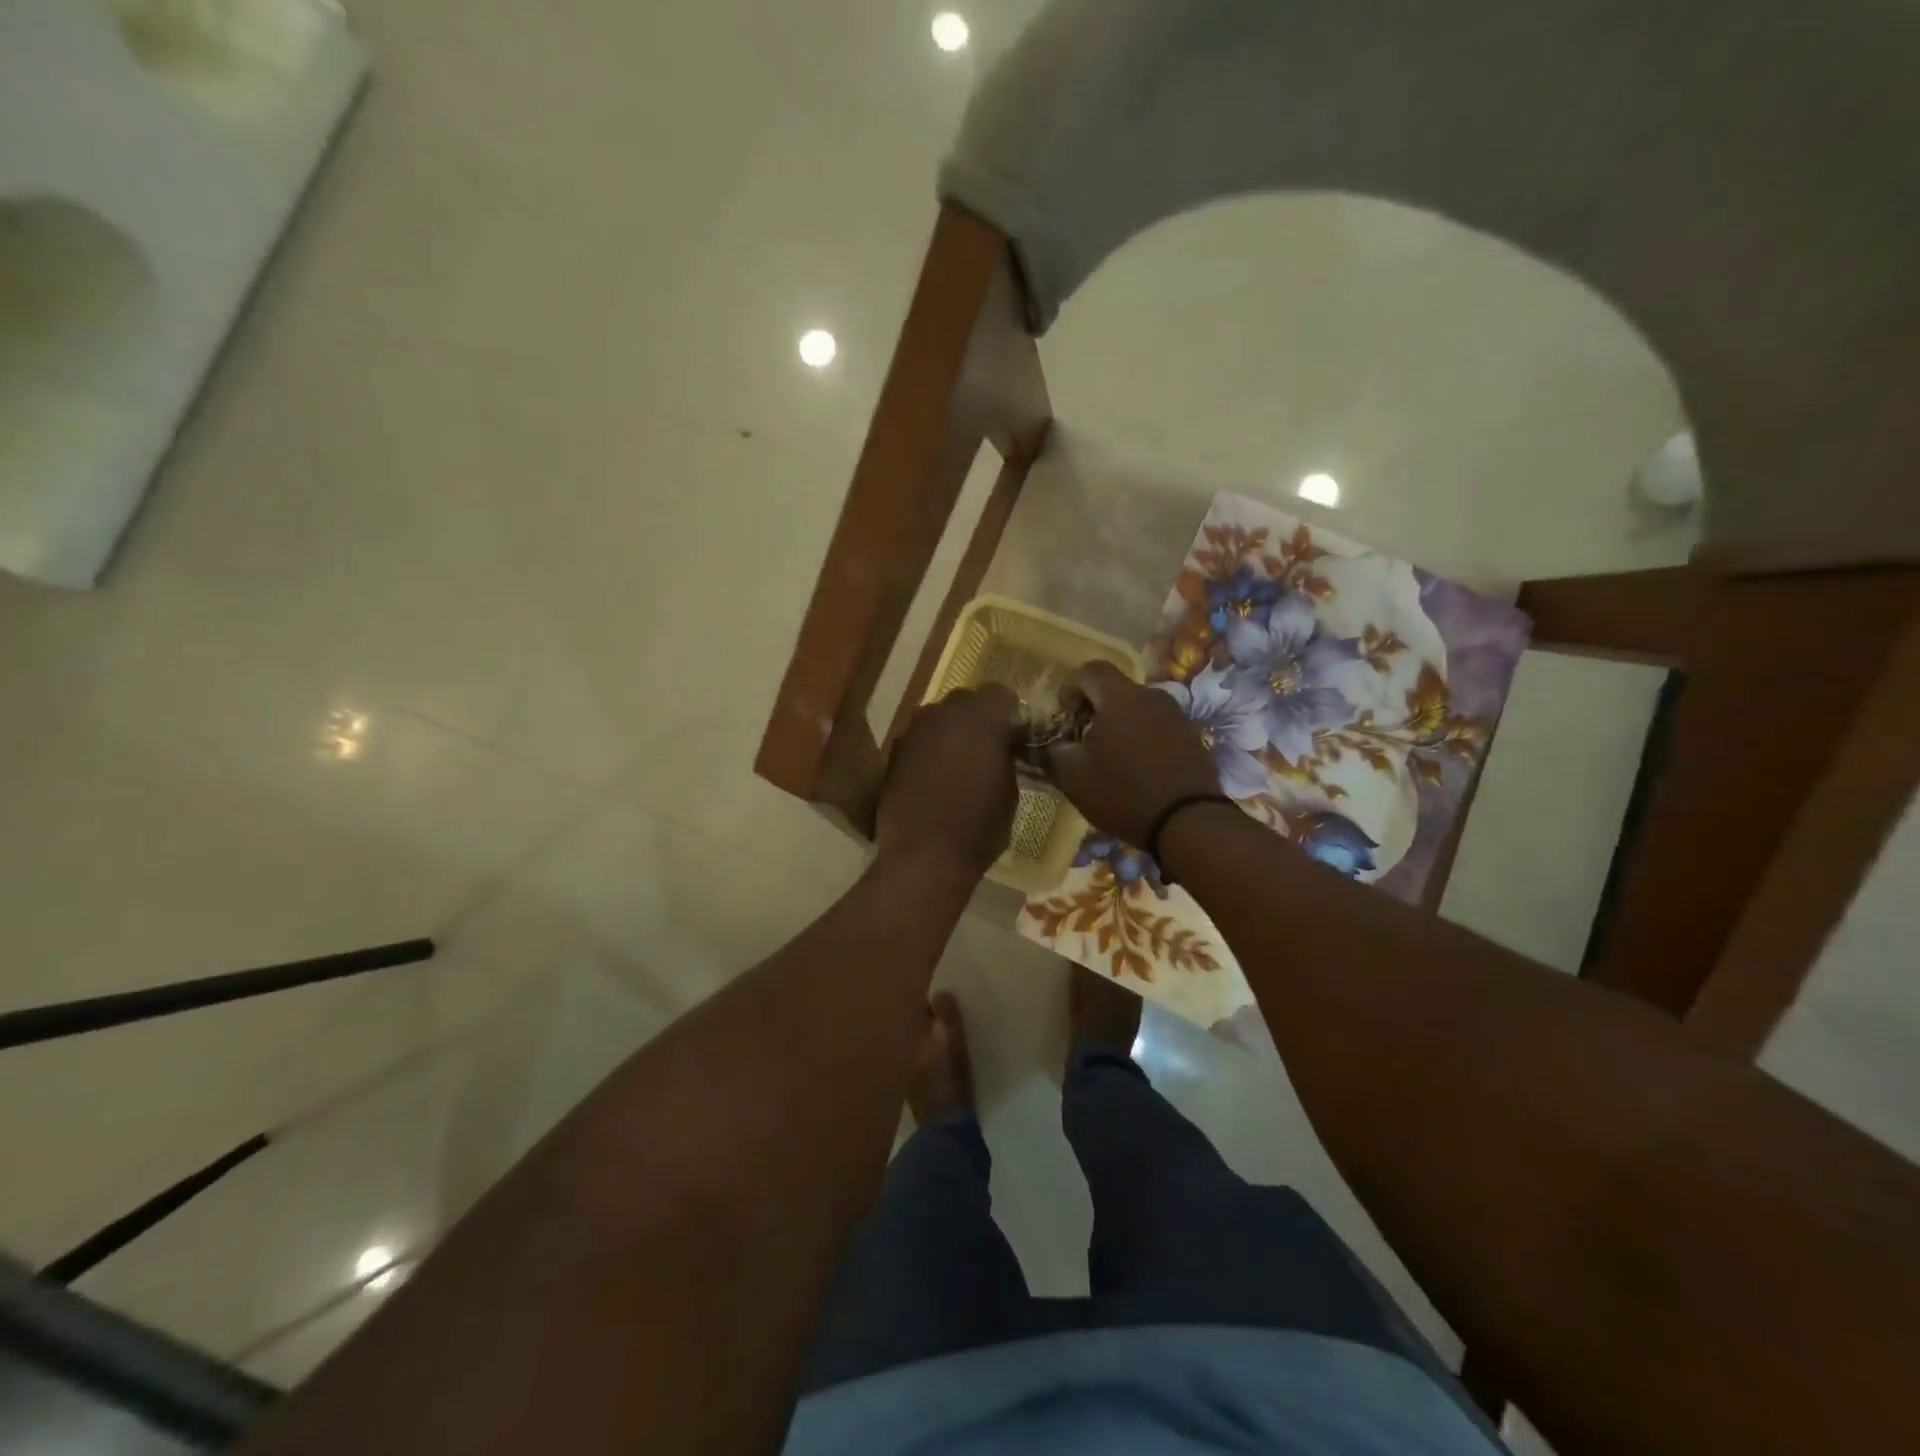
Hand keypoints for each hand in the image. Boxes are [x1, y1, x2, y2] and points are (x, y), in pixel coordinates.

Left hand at [877, 684, 1019, 878]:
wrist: (925, 855)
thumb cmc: (979, 826)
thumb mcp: (1010, 792)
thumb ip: (1006, 758)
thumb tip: (1002, 749)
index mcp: (981, 718)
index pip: (1000, 694)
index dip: (1008, 714)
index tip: (1013, 737)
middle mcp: (943, 714)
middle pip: (964, 700)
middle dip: (976, 719)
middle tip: (986, 748)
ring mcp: (914, 732)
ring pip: (937, 719)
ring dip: (949, 733)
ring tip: (957, 764)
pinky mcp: (893, 753)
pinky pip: (918, 741)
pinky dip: (928, 752)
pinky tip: (933, 779)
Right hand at [1046, 662, 1219, 847]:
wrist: (1188, 822)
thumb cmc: (1123, 794)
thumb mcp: (1073, 778)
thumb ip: (1054, 751)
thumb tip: (1054, 743)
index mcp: (1120, 698)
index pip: (1090, 670)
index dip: (1071, 688)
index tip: (1066, 718)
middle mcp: (1151, 697)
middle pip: (1116, 690)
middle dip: (1095, 710)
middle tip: (1084, 742)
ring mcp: (1177, 716)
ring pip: (1139, 709)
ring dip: (1121, 725)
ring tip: (1113, 759)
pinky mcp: (1192, 737)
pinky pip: (1159, 727)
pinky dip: (1144, 739)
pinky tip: (1140, 770)